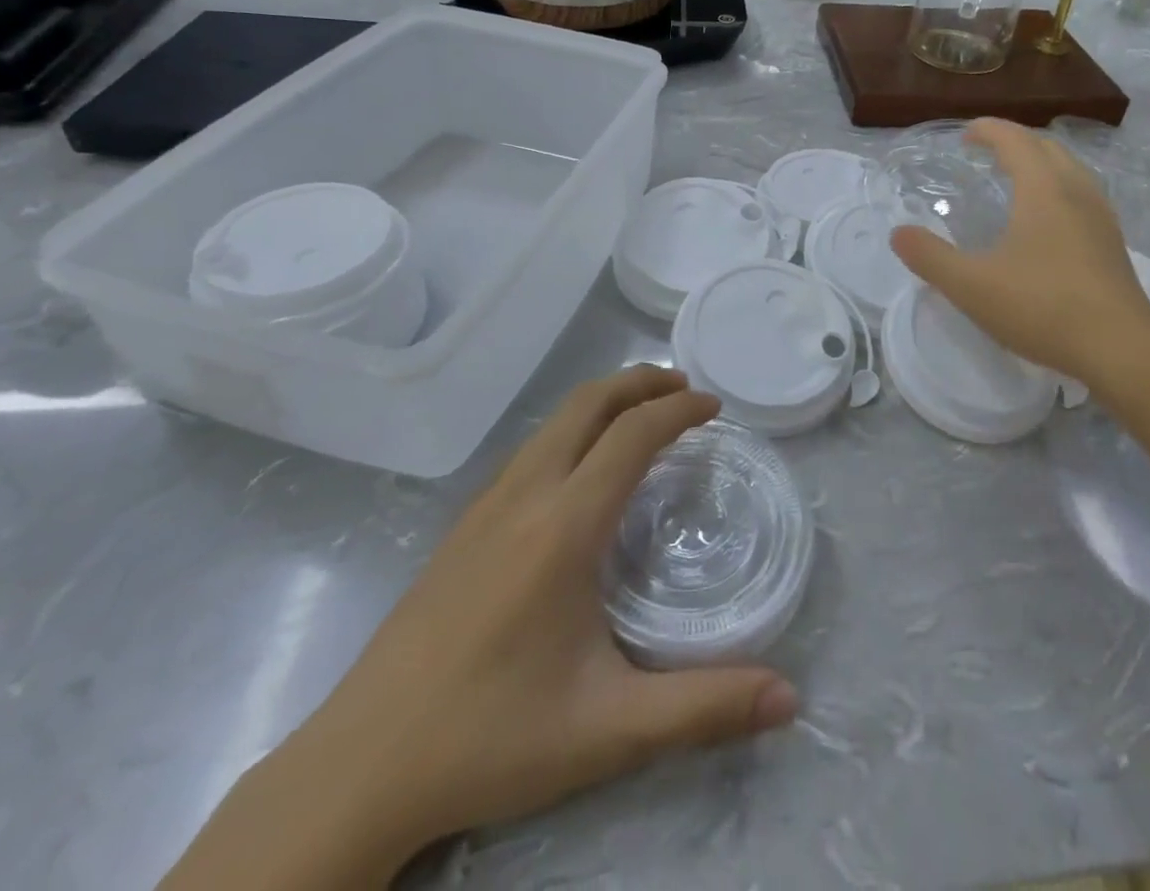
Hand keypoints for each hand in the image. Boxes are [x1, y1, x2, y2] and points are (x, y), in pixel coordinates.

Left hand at [232, 368, 798, 880]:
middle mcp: (524, 496)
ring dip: (604, 402)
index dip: (679, 411)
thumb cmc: (491, 738)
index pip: (632, 435)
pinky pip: (530, 449)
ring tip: (642, 416)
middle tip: (685, 388)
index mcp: (564, 526)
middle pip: (587, 403)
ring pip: (553, 422)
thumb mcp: (611, 729)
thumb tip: (791, 699)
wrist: (359, 768)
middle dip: (640, 381)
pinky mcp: (462, 528)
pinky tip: (581, 470)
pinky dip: (573, 430)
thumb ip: (705, 709)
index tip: (715, 408)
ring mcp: (485, 507)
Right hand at [890, 119, 1149, 402]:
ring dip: (1041, 163)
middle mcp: (1076, 191)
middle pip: (1047, 147)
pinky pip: (1083, 195)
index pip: (1015, 140)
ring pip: (1070, 170)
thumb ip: (930, 257)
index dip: (988, 130)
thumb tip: (898, 233)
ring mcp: (1101, 217)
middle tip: (987, 153)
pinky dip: (1058, 188)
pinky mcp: (1113, 244)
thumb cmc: (1042, 308)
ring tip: (1017, 179)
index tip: (965, 136)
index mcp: (1043, 189)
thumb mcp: (971, 286)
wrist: (1121, 350)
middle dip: (1015, 141)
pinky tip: (1048, 221)